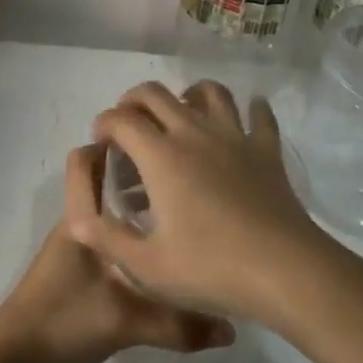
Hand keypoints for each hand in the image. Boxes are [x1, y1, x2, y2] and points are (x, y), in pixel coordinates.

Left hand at [0, 144, 233, 362]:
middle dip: (138, 172)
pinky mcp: (78, 272)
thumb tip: (232, 326)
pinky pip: (110, 238)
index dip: (118, 142)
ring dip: (137, 205)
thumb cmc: (63, 323)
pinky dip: (132, 235)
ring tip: (182, 211)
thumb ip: (180, 325)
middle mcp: (79, 225)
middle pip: (105, 181)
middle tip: (184, 175)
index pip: (90, 159)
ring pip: (109, 211)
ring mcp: (77, 249)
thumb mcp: (126, 324)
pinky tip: (162, 254)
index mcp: (83, 219)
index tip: (161, 143)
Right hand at [66, 80, 340, 325]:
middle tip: (129, 125)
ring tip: (181, 114)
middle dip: (133, 100)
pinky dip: (250, 109)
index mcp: (161, 156)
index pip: (121, 119)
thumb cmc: (210, 268)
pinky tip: (246, 118)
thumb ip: (107, 238)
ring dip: (188, 94)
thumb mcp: (147, 266)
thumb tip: (78, 218)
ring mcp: (234, 136)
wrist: (284, 271)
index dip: (104, 124)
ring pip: (209, 91)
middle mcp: (193, 133)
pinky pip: (259, 115)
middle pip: (156, 93)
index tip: (101, 142)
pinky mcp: (266, 149)